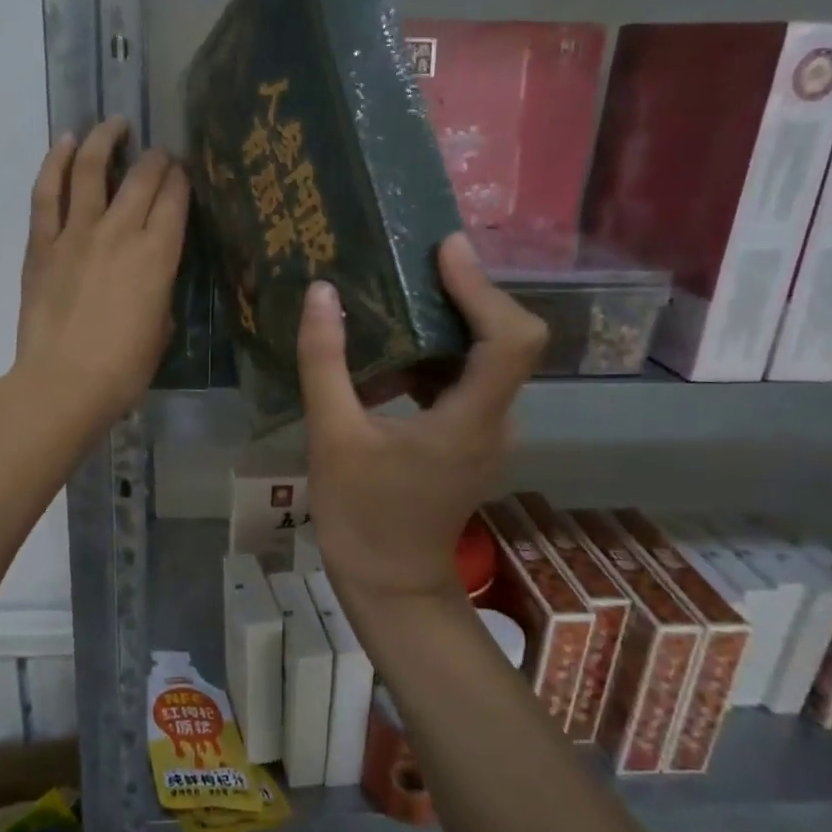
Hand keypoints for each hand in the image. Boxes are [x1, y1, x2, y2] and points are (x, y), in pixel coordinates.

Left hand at [14, 118, 188, 431]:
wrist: (64, 383)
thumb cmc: (123, 368)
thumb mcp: (161, 328)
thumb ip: (159, 290)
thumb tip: (151, 275)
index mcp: (158, 256)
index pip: (175, 198)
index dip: (181, 178)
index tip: (182, 172)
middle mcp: (121, 232)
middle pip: (142, 177)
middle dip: (155, 158)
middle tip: (158, 154)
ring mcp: (77, 233)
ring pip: (92, 169)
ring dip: (105, 139)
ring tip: (114, 124)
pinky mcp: (42, 243)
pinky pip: (48, 192)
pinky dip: (56, 162)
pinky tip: (65, 142)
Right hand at [298, 234, 546, 608]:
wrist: (390, 582)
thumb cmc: (361, 514)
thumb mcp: (331, 435)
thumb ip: (325, 362)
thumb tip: (322, 293)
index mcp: (470, 420)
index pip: (510, 339)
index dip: (483, 287)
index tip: (445, 249)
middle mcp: (496, 421)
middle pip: (505, 340)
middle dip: (466, 294)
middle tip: (417, 259)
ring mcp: (488, 433)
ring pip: (486, 359)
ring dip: (449, 323)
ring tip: (400, 291)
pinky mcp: (472, 440)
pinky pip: (465, 382)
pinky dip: (435, 357)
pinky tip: (392, 351)